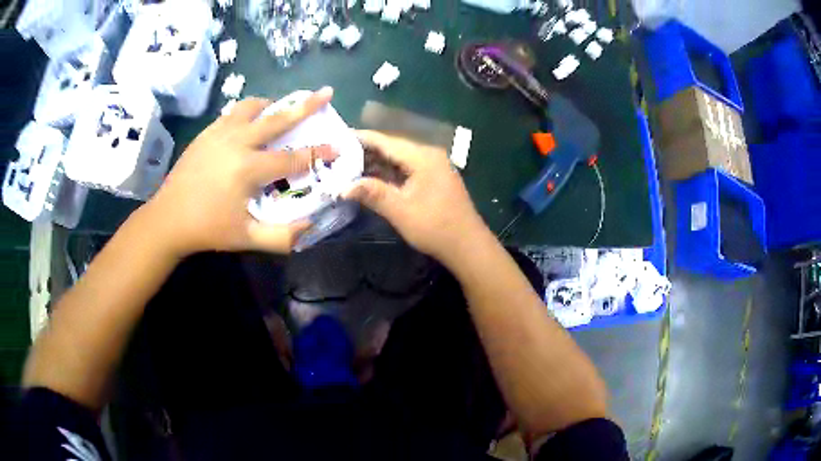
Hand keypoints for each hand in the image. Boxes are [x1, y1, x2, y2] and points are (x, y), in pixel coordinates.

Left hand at [144, 88, 337, 256]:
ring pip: (252, 107)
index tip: (337, 147)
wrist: (167, 219)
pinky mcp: (206, 133)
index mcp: (248, 169)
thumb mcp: (246, 238)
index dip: (318, 154)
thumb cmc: (208, 229)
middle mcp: (237, 142)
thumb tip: (311, 226)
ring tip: (280, 109)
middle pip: (277, 118)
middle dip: (305, 105)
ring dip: (271, 105)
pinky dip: (248, 112)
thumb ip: (282, 237)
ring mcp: (219, 133)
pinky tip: (249, 123)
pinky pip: (233, 113)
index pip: (293, 158)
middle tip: (326, 92)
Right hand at [344, 130, 488, 264]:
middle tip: (337, 156)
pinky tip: (371, 179)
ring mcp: (433, 167)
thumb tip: (343, 187)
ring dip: (376, 164)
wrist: (468, 246)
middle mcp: (429, 156)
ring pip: (399, 159)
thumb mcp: (400, 211)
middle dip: (365, 152)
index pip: (386, 141)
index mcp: (422, 157)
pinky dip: (388, 173)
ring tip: (348, 166)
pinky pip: (406, 170)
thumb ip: (373, 194)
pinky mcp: (434, 180)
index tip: (338, 138)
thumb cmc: (435, 228)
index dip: (361, 138)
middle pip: (392, 148)